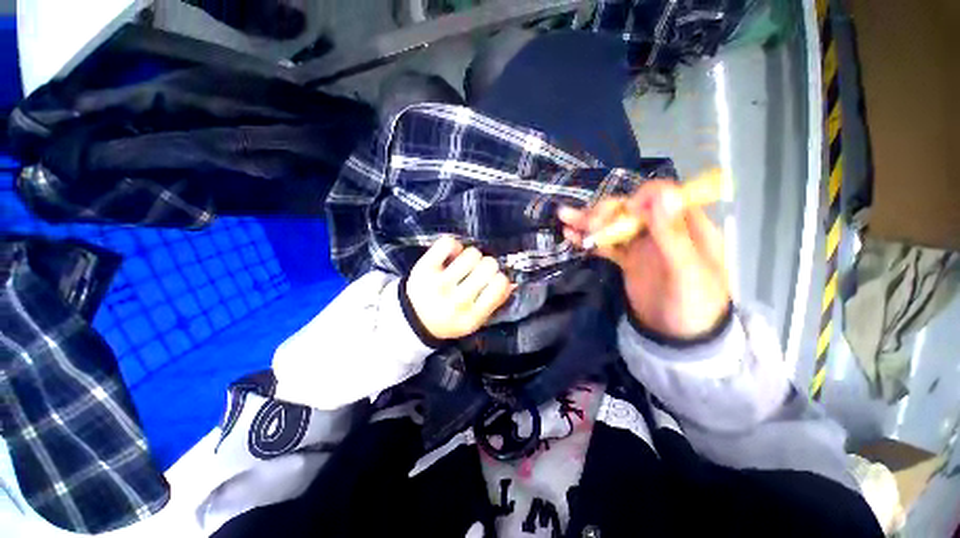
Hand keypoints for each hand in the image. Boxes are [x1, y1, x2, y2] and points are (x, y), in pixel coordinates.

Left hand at [405, 236, 514, 339]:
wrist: (414, 319)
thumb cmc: (450, 319)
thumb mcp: (475, 320)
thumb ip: (495, 302)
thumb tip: (512, 281)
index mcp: (473, 316)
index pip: (500, 284)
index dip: (499, 278)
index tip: (491, 280)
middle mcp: (457, 300)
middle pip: (488, 265)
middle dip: (487, 265)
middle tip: (477, 272)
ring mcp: (439, 283)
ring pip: (471, 253)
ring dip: (471, 257)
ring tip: (463, 265)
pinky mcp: (424, 268)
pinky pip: (448, 243)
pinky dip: (453, 245)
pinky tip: (451, 256)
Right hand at [558, 181, 729, 339]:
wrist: (679, 336)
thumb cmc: (694, 304)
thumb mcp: (688, 272)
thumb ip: (672, 235)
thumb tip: (660, 194)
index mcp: (686, 224)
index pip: (663, 196)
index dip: (640, 199)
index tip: (623, 214)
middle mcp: (662, 228)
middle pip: (631, 209)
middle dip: (606, 212)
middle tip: (586, 223)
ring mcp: (642, 244)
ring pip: (614, 225)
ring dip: (589, 221)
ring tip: (565, 218)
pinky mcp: (626, 258)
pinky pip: (606, 244)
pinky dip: (589, 239)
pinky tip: (571, 235)